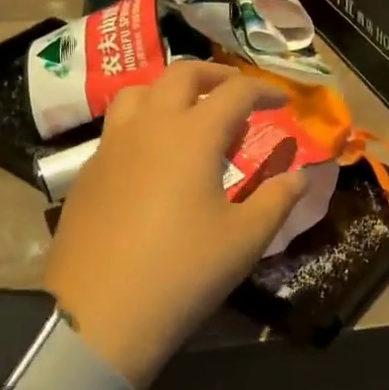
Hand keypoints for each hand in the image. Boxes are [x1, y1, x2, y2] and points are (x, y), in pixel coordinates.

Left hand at [43, 63, 309, 389]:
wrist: (98, 315)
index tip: (283, 100)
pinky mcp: (88, 172)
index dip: (264, 90)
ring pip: (140, 92)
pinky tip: (155, 157)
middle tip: (239, 93)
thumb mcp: (244, 240)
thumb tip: (300, 175)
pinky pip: (119, 126)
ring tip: (192, 115)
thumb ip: (277, 199)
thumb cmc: (183, 272)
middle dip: (216, 74)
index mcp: (192, 135)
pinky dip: (145, 122)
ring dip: (171, 91)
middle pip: (182, 74)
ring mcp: (111, 146)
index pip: (235, 92)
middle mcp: (149, 126)